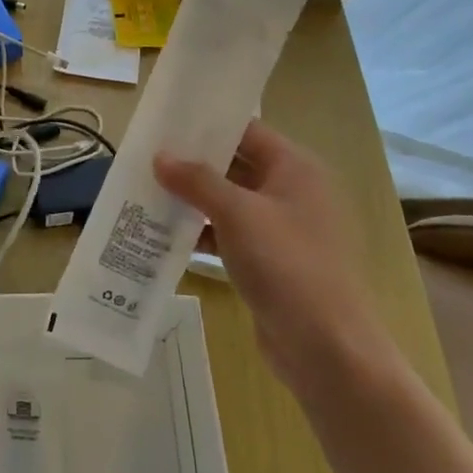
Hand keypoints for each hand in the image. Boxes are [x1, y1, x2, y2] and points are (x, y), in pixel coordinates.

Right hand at [155, 121, 397, 395]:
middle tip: (146, 160)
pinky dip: (204, 234)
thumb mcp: (237, 214)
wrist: (326, 346)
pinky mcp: (271, 262)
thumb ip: (197, 181)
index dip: (207, 126)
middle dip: (193, 165)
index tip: (165, 125)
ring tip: (146, 194)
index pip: (246, 131)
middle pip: (236, 166)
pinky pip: (231, 236)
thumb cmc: (286, 265)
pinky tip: (167, 237)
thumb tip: (160, 156)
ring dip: (194, 201)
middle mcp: (292, 191)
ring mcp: (282, 229)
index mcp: (295, 168)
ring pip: (230, 203)